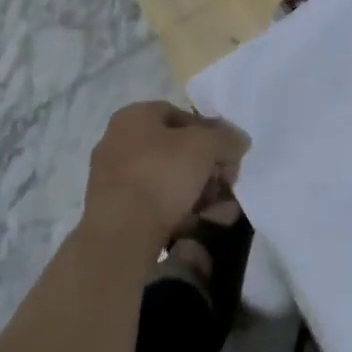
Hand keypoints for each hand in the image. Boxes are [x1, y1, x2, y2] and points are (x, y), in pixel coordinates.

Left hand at [84, 101, 250, 249]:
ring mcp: (112, 179)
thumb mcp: (205, 147)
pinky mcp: (112, 214)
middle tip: (228, 184)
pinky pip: (153, 205)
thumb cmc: (162, 175)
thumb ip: (226, 139)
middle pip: (174, 150)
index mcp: (134, 116)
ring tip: (223, 212)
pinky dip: (177, 212)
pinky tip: (199, 225)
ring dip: (197, 193)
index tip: (227, 154)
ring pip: (166, 180)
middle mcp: (118, 142)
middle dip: (206, 168)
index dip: (209, 132)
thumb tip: (239, 141)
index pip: (180, 115)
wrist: (120, 237)